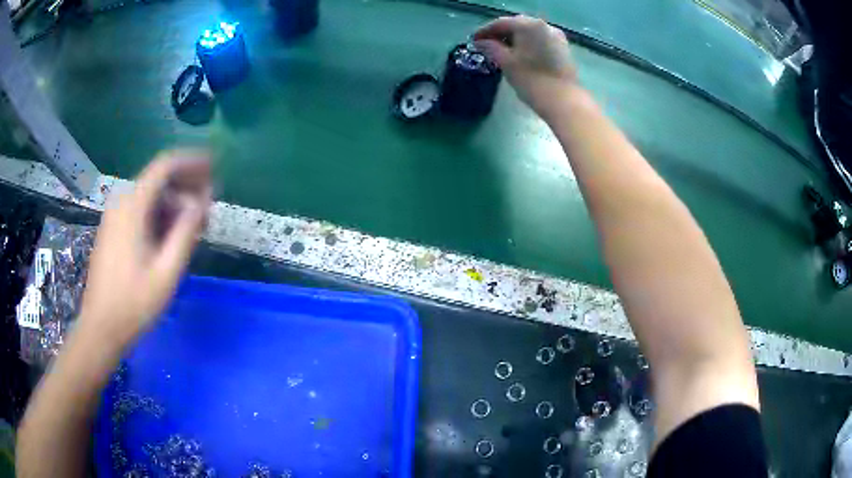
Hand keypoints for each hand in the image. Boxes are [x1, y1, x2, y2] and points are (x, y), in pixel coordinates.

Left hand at [78, 149, 210, 350]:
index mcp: (133, 208)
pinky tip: (171, 236)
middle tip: (209, 207)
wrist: (101, 327)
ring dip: (174, 205)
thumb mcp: (166, 272)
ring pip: (150, 198)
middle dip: (186, 187)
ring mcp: (115, 217)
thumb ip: (186, 232)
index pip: (165, 166)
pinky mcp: (113, 231)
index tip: (214, 166)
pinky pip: (140, 212)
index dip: (191, 161)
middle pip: (158, 181)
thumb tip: (202, 201)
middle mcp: (122, 203)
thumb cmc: (134, 303)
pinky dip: (160, 216)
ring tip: (195, 227)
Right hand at [474, 16, 578, 120]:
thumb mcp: (506, 62)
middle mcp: (544, 25)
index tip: (474, 40)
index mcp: (528, 25)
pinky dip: (528, 43)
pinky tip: (520, 54)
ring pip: (529, 32)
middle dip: (501, 33)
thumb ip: (491, 48)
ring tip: (502, 50)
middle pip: (517, 24)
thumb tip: (480, 42)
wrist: (563, 101)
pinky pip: (540, 40)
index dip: (485, 31)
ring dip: (515, 38)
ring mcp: (555, 36)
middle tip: (486, 44)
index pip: (501, 23)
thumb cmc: (531, 80)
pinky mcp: (562, 47)